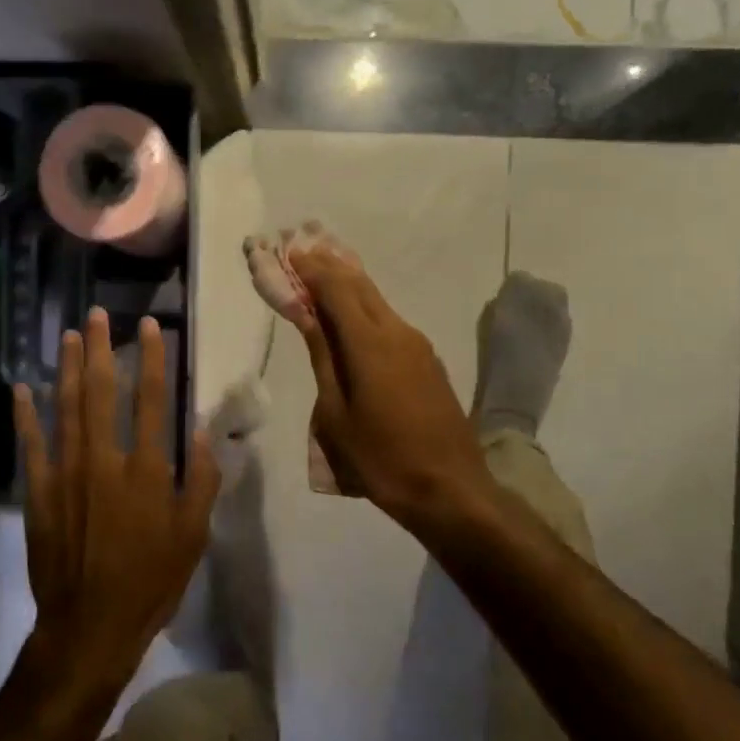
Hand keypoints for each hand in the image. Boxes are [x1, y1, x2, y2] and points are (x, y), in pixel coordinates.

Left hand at [14, 308, 220, 699]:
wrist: (90, 625)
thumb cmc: (151, 581)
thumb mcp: (193, 535)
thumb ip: (202, 479)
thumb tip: (204, 431)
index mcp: (147, 470)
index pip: (153, 400)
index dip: (153, 358)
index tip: (150, 325)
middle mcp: (104, 460)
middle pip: (102, 391)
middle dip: (100, 348)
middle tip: (96, 315)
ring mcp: (66, 473)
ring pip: (65, 407)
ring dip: (67, 367)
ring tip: (68, 336)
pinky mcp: (38, 491)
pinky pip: (30, 444)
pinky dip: (25, 414)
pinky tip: (22, 387)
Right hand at [289, 247, 494, 527]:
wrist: (450, 489)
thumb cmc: (381, 458)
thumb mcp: (337, 414)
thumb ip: (323, 358)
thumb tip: (308, 316)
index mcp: (370, 343)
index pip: (336, 289)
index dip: (311, 268)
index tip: (289, 251)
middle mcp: (398, 332)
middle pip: (360, 286)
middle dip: (329, 266)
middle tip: (303, 251)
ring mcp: (418, 345)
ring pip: (377, 301)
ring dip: (348, 284)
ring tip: (321, 274)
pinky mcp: (428, 360)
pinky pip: (390, 320)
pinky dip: (365, 307)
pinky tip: (351, 314)